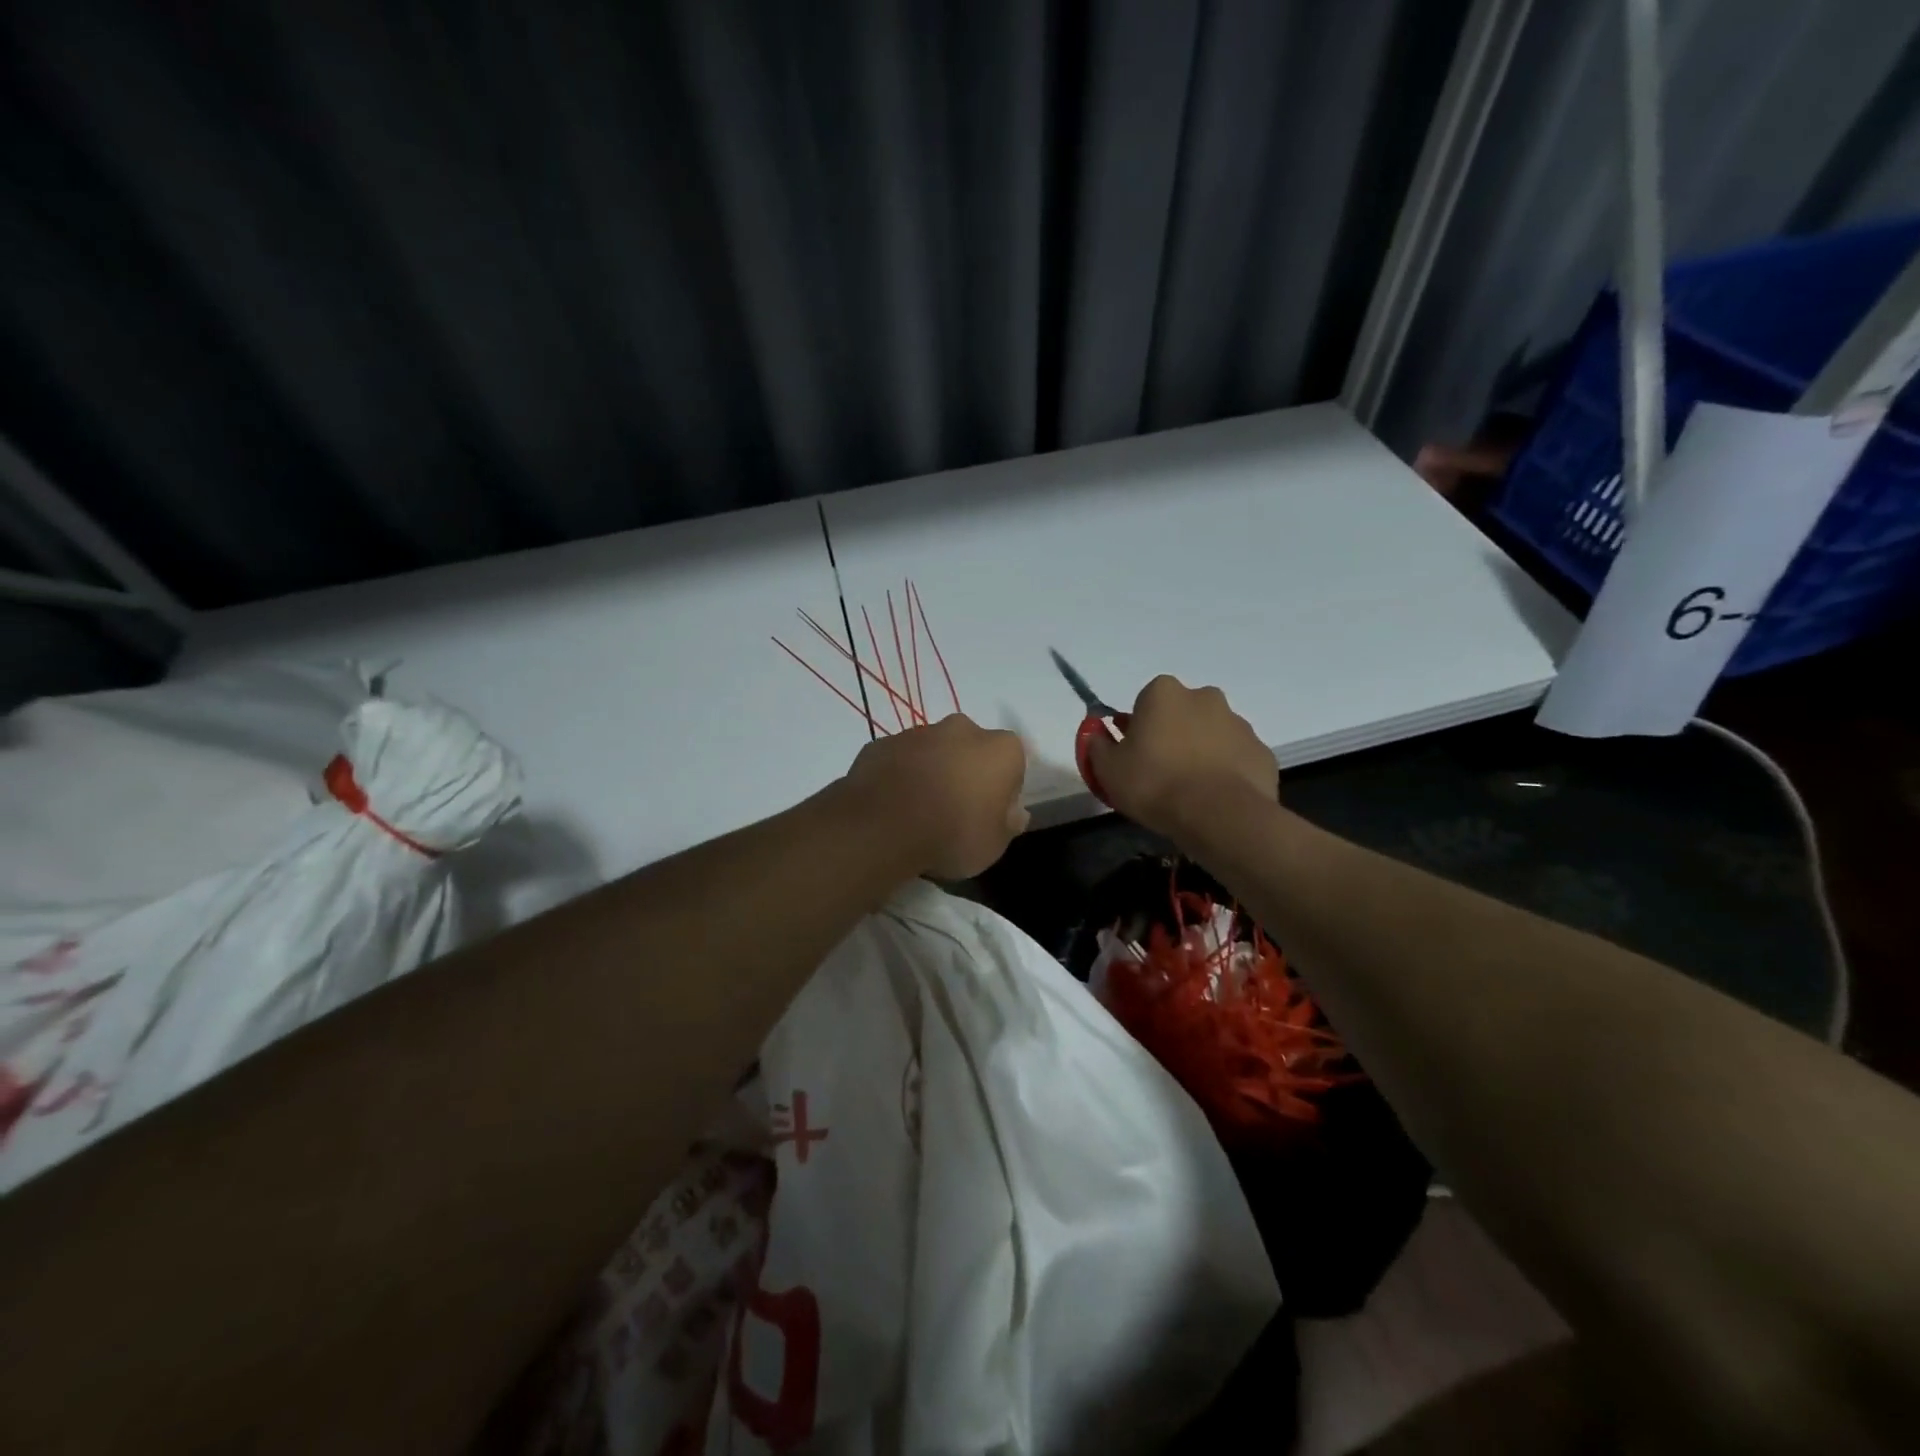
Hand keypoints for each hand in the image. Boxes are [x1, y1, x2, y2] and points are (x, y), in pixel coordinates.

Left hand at [842, 714, 1028, 878]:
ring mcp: (918, 732)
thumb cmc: (953, 835)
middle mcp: (962, 729)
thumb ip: (1008, 823)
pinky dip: (899, 775)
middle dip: (965, 771)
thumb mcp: (994, 844)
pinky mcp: (882, 743)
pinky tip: (892, 804)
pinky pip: (899, 759)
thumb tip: (1013, 812)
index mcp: (1000, 749)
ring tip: (918, 811)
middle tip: (954, 810)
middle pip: (971, 749)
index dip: (1002, 790)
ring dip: (930, 771)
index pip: (1012, 764)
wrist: (883, 827)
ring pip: (932, 751)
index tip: (989, 815)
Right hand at [1085, 675, 1277, 838]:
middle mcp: (1205, 697)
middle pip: (1182, 713)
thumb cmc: (1154, 783)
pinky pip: (1236, 759)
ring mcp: (1239, 724)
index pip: (1145, 701)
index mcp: (1164, 693)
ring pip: (1212, 735)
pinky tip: (1214, 800)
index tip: (1134, 755)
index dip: (1137, 728)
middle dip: (1172, 735)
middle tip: (1160, 772)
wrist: (1219, 815)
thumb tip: (1096, 733)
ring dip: (1200, 753)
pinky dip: (1226, 773)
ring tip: (1189, 792)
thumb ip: (1098, 746)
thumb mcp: (1107, 769)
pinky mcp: (1261, 752)